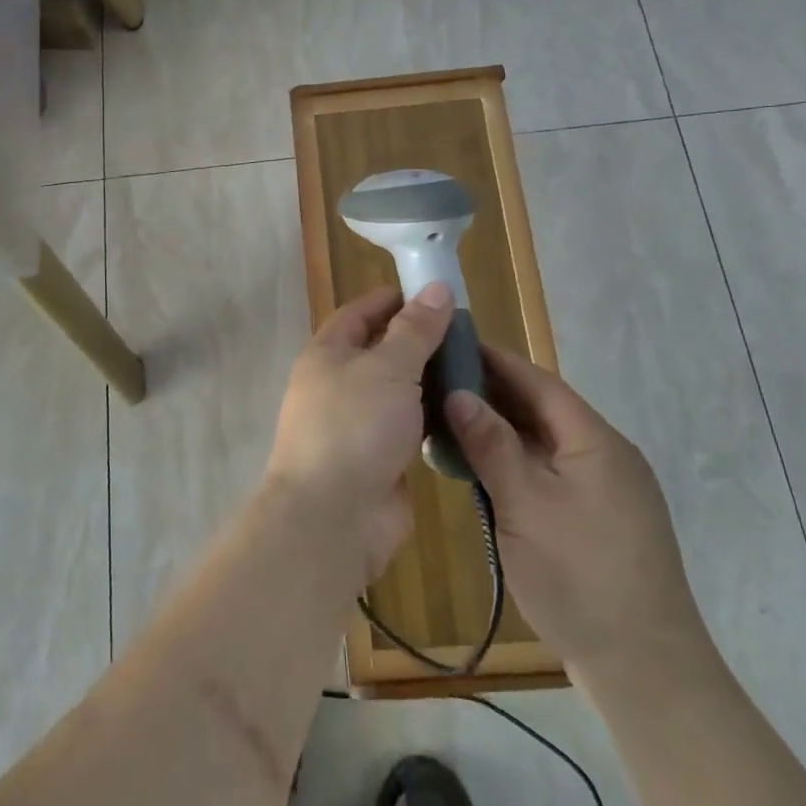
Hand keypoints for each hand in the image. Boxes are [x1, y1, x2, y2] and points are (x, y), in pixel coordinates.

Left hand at [266, 283, 454, 579]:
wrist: (334, 517)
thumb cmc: (355, 427)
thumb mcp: (389, 368)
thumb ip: (415, 330)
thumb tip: (436, 288)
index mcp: (328, 354)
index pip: (359, 313)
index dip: (394, 300)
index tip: (435, 295)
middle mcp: (338, 385)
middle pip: (381, 352)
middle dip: (420, 342)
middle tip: (468, 335)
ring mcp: (358, 424)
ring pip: (398, 392)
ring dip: (431, 381)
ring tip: (477, 369)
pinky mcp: (379, 458)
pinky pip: (409, 427)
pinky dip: (433, 418)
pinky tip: (467, 411)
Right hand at [444, 344, 707, 678]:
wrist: (645, 669)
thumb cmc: (580, 577)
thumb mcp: (525, 505)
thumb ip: (491, 446)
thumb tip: (457, 393)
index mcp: (594, 441)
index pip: (538, 382)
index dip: (494, 360)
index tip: (451, 343)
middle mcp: (605, 455)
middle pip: (542, 409)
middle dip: (492, 393)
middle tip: (438, 383)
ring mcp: (605, 490)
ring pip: (545, 443)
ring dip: (501, 430)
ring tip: (450, 422)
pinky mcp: (598, 519)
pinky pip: (550, 472)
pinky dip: (515, 463)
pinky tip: (483, 470)